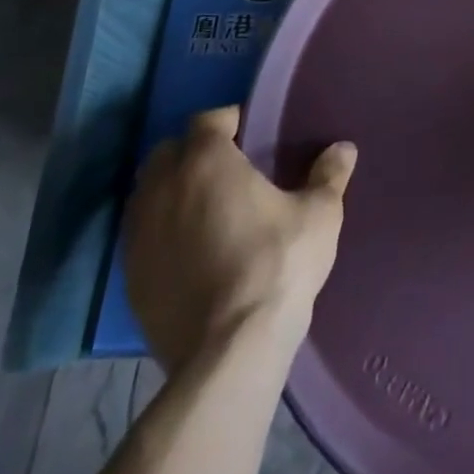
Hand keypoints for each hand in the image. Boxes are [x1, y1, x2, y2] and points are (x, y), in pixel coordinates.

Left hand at [123, 105, 356, 371]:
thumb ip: (329, 175)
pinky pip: (141, 238)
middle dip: (192, 152)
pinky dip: (161, 232)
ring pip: (147, 195)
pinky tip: (190, 250)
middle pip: (167, 153)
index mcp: (206, 163)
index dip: (229, 122)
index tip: (252, 135)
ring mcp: (139, 237)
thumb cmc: (277, 265)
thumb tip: (344, 148)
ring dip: (171, 191)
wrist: (229, 353)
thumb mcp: (319, 214)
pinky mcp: (130, 280)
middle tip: (227, 169)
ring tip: (206, 208)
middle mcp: (163, 191)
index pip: (207, 120)